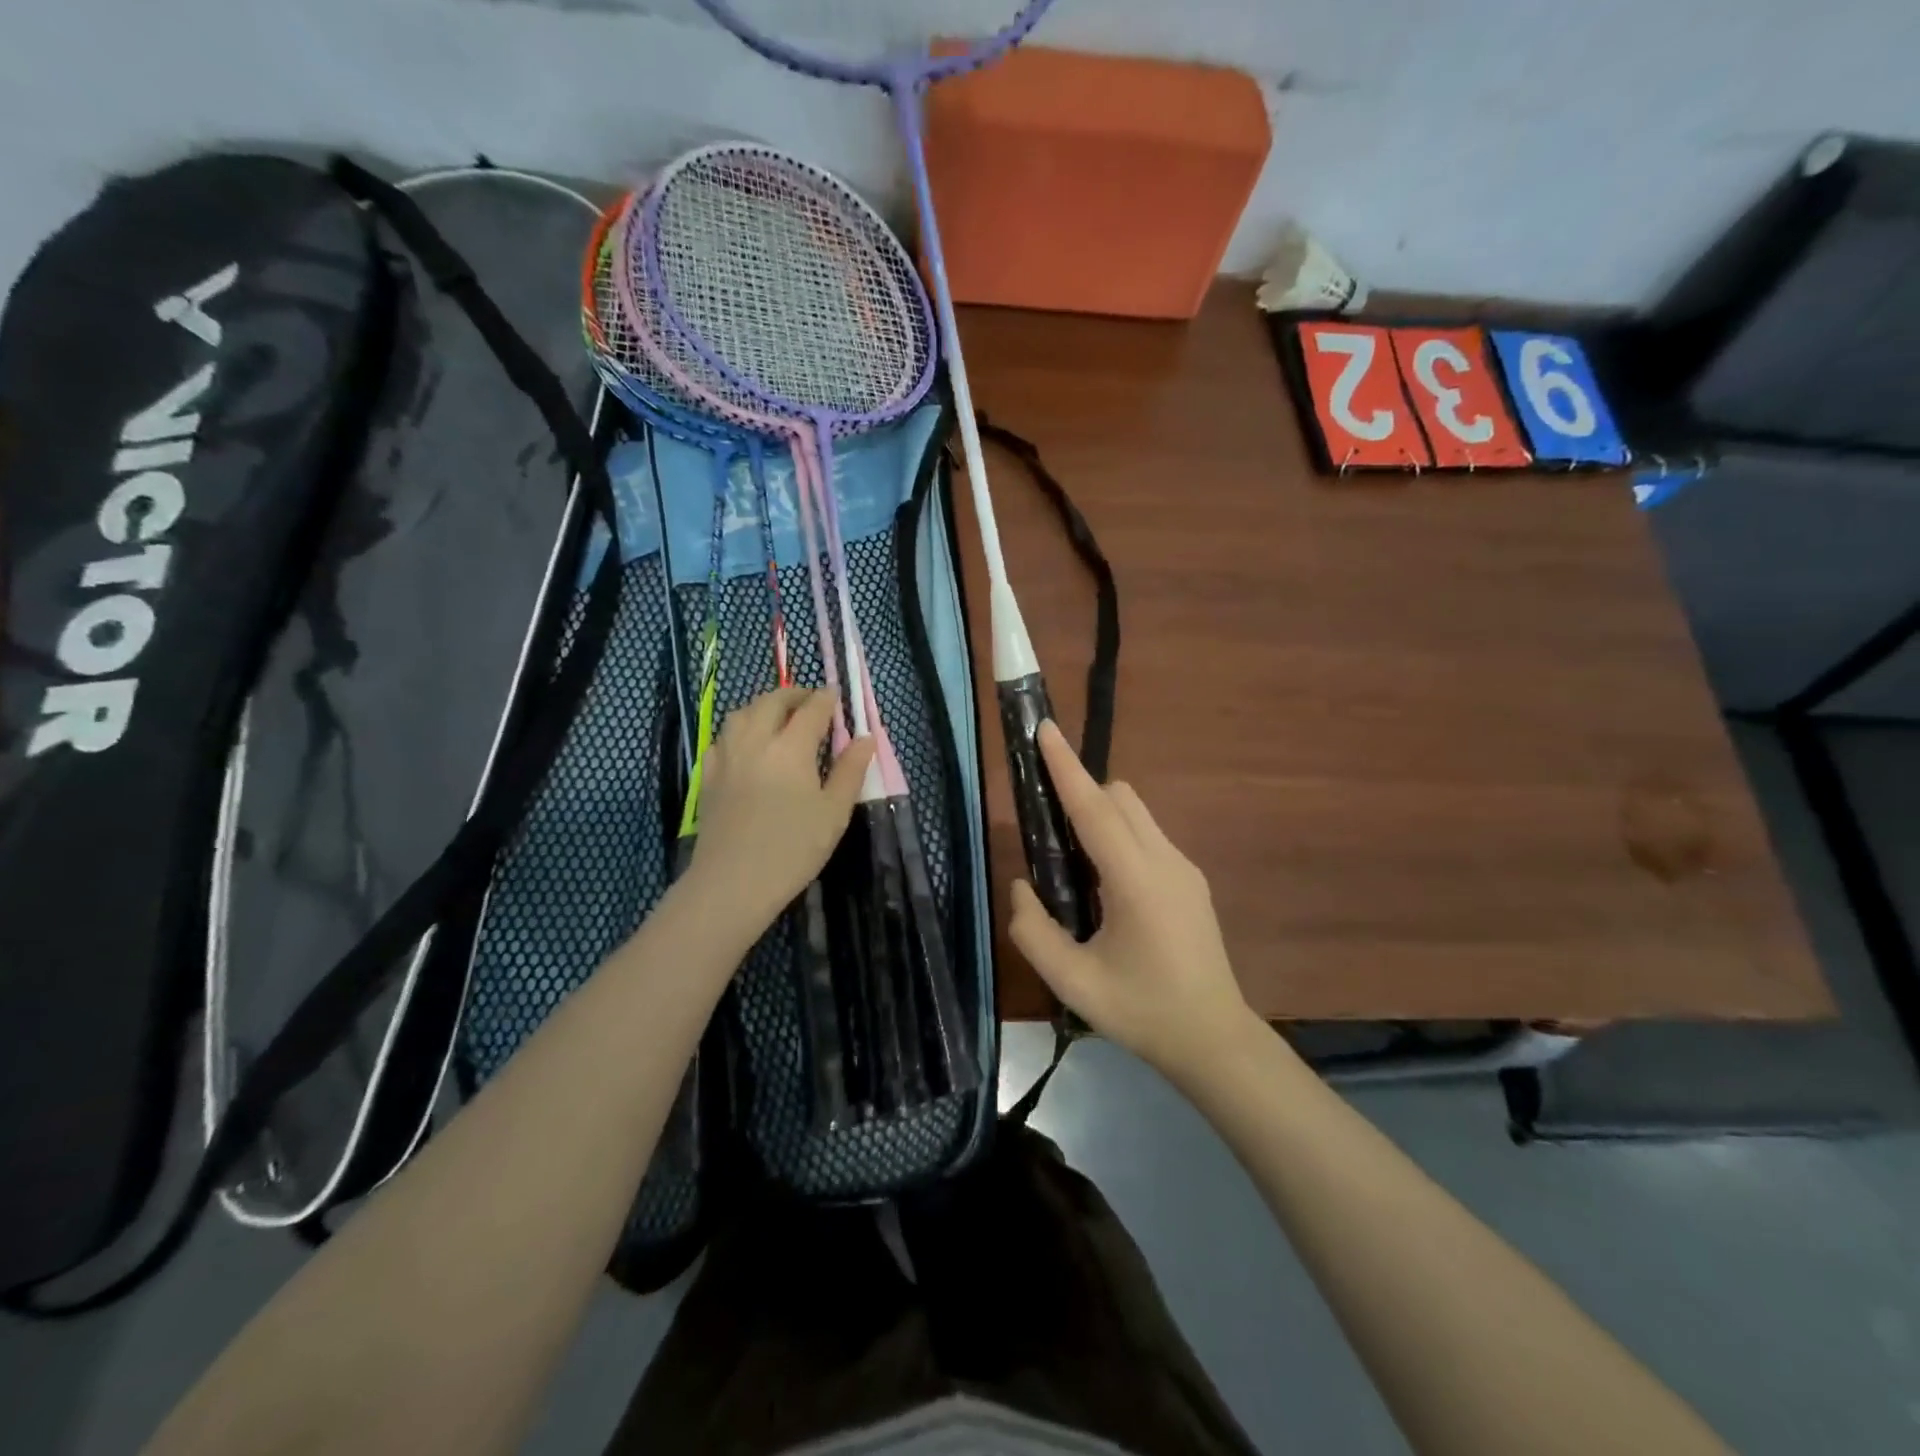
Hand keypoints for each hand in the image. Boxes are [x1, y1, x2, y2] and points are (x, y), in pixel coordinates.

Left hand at [687, 687, 874, 931]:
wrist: (733, 882)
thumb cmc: (793, 848)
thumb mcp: (834, 812)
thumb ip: (850, 771)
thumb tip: (866, 737)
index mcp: (791, 747)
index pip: (811, 709)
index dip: (826, 699)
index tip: (836, 696)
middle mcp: (755, 741)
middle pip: (772, 702)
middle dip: (793, 694)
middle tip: (809, 701)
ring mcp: (726, 757)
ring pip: (741, 714)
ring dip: (763, 706)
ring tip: (778, 717)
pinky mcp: (708, 776)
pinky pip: (722, 738)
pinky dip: (739, 730)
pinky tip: (746, 745)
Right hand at [1009, 722, 1255, 1080]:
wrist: (1214, 1040)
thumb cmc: (1141, 1011)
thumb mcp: (1072, 982)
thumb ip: (1032, 930)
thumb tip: (1021, 885)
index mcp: (1136, 880)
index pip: (1094, 809)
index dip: (1066, 767)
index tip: (1046, 729)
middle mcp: (1165, 861)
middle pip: (1120, 797)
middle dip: (1081, 791)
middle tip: (1046, 826)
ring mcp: (1184, 869)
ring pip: (1137, 813)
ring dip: (1101, 815)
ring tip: (1073, 863)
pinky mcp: (1192, 881)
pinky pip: (1148, 837)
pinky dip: (1120, 837)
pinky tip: (1106, 887)